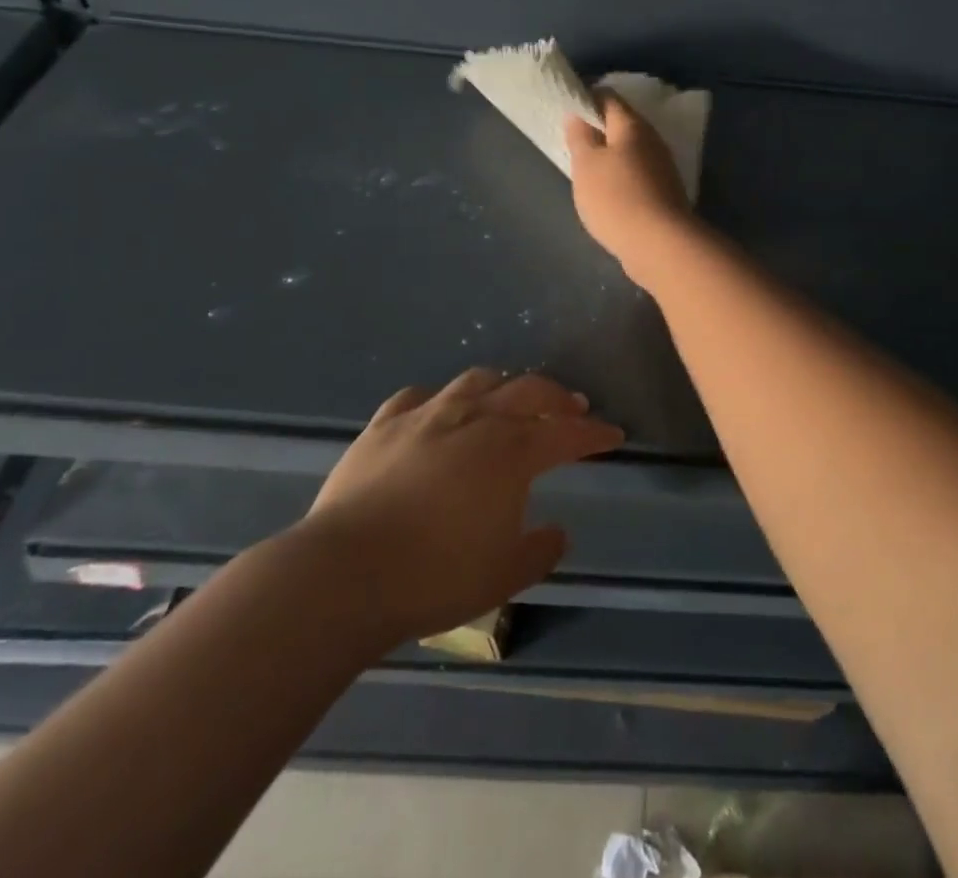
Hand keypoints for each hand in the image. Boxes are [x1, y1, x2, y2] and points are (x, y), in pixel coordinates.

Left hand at [300, 368, 623, 644]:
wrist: (344, 573)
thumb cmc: (435, 576)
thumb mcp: (504, 576)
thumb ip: (539, 551)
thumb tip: (558, 532)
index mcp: (512, 451)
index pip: (567, 433)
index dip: (594, 434)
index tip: (613, 435)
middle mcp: (477, 419)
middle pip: (528, 392)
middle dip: (557, 398)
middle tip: (572, 407)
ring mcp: (428, 415)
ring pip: (477, 381)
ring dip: (503, 386)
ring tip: (509, 397)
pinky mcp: (384, 425)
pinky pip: (418, 397)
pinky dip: (438, 399)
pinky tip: (438, 410)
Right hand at [565, 92, 697, 284]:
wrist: (660, 244)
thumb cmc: (616, 197)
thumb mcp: (586, 164)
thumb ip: (580, 137)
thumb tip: (578, 115)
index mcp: (633, 126)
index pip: (609, 98)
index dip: (587, 99)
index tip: (567, 109)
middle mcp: (653, 140)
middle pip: (623, 124)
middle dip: (599, 129)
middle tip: (573, 141)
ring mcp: (662, 168)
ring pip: (631, 151)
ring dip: (611, 156)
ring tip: (586, 168)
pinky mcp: (665, 193)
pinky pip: (638, 175)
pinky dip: (621, 177)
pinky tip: (608, 193)